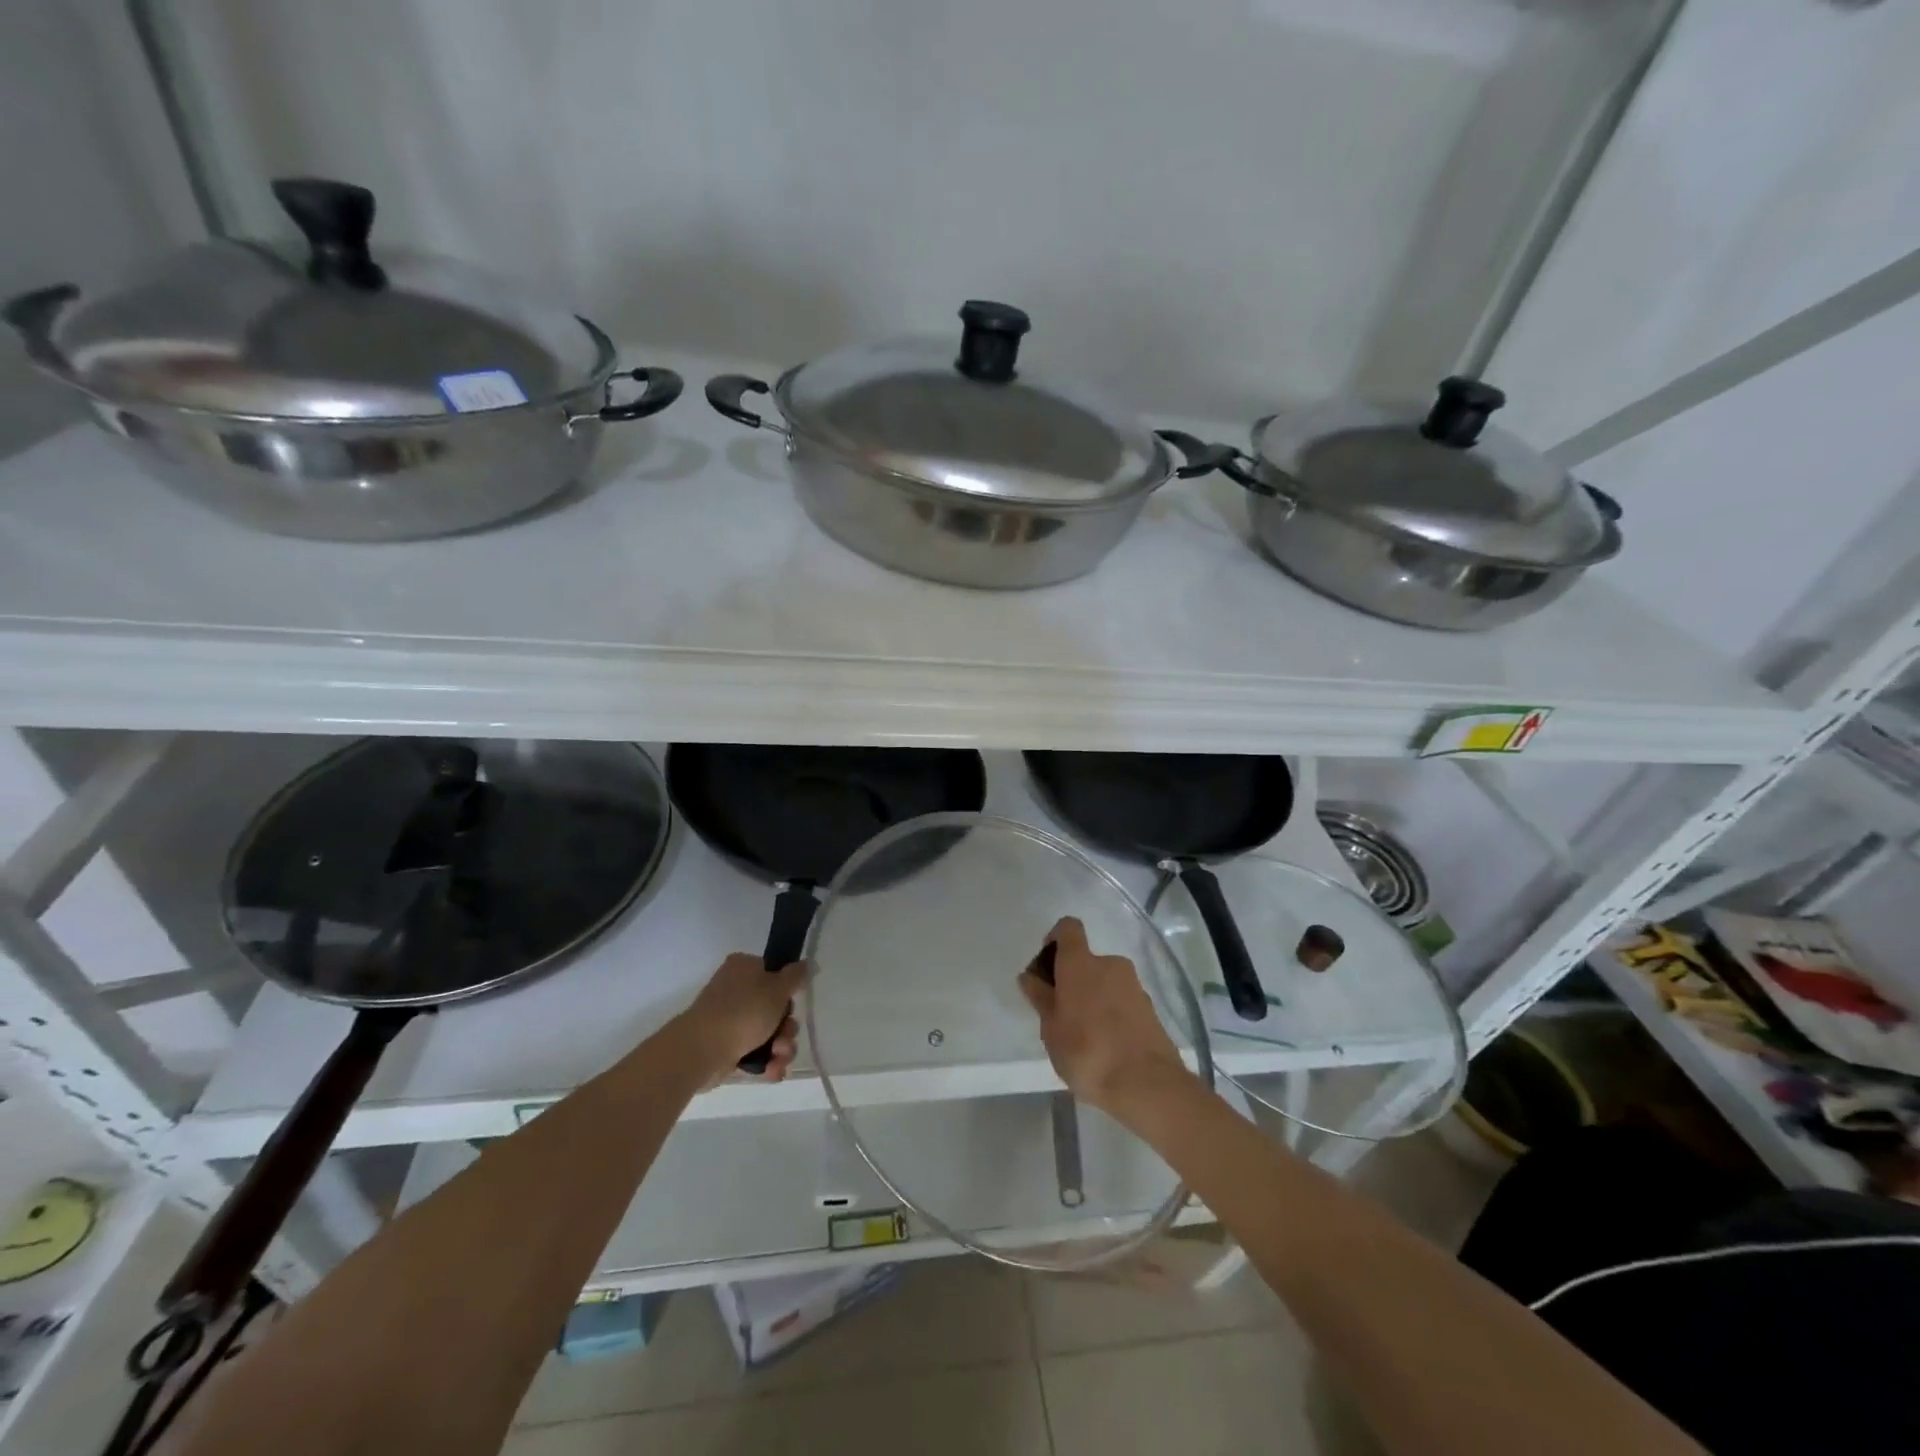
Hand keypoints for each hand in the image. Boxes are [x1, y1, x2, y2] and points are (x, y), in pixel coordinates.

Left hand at [681, 953, 805, 1084]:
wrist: (702, 1050)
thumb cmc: (743, 1011)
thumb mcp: (777, 988)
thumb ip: (795, 976)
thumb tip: (806, 963)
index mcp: (744, 969)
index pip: (774, 974)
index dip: (787, 991)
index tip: (793, 1002)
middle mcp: (736, 991)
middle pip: (774, 1007)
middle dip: (787, 1027)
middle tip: (785, 1035)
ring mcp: (730, 1021)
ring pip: (768, 1033)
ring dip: (781, 1047)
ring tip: (778, 1056)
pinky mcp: (727, 1048)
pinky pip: (756, 1053)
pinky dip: (767, 1062)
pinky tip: (773, 1071)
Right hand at [1018, 916, 1195, 1119]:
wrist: (1147, 1085)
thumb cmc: (1087, 1052)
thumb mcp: (1051, 1029)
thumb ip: (1041, 998)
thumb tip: (1029, 976)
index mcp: (1081, 963)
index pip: (1068, 928)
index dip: (1055, 939)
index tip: (1047, 967)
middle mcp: (1110, 964)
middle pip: (1086, 960)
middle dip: (1072, 980)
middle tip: (1061, 1014)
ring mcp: (1134, 985)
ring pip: (1105, 982)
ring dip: (1093, 998)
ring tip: (1083, 1037)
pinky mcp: (1150, 1008)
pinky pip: (1122, 1000)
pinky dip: (1112, 1013)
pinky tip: (1106, 1046)